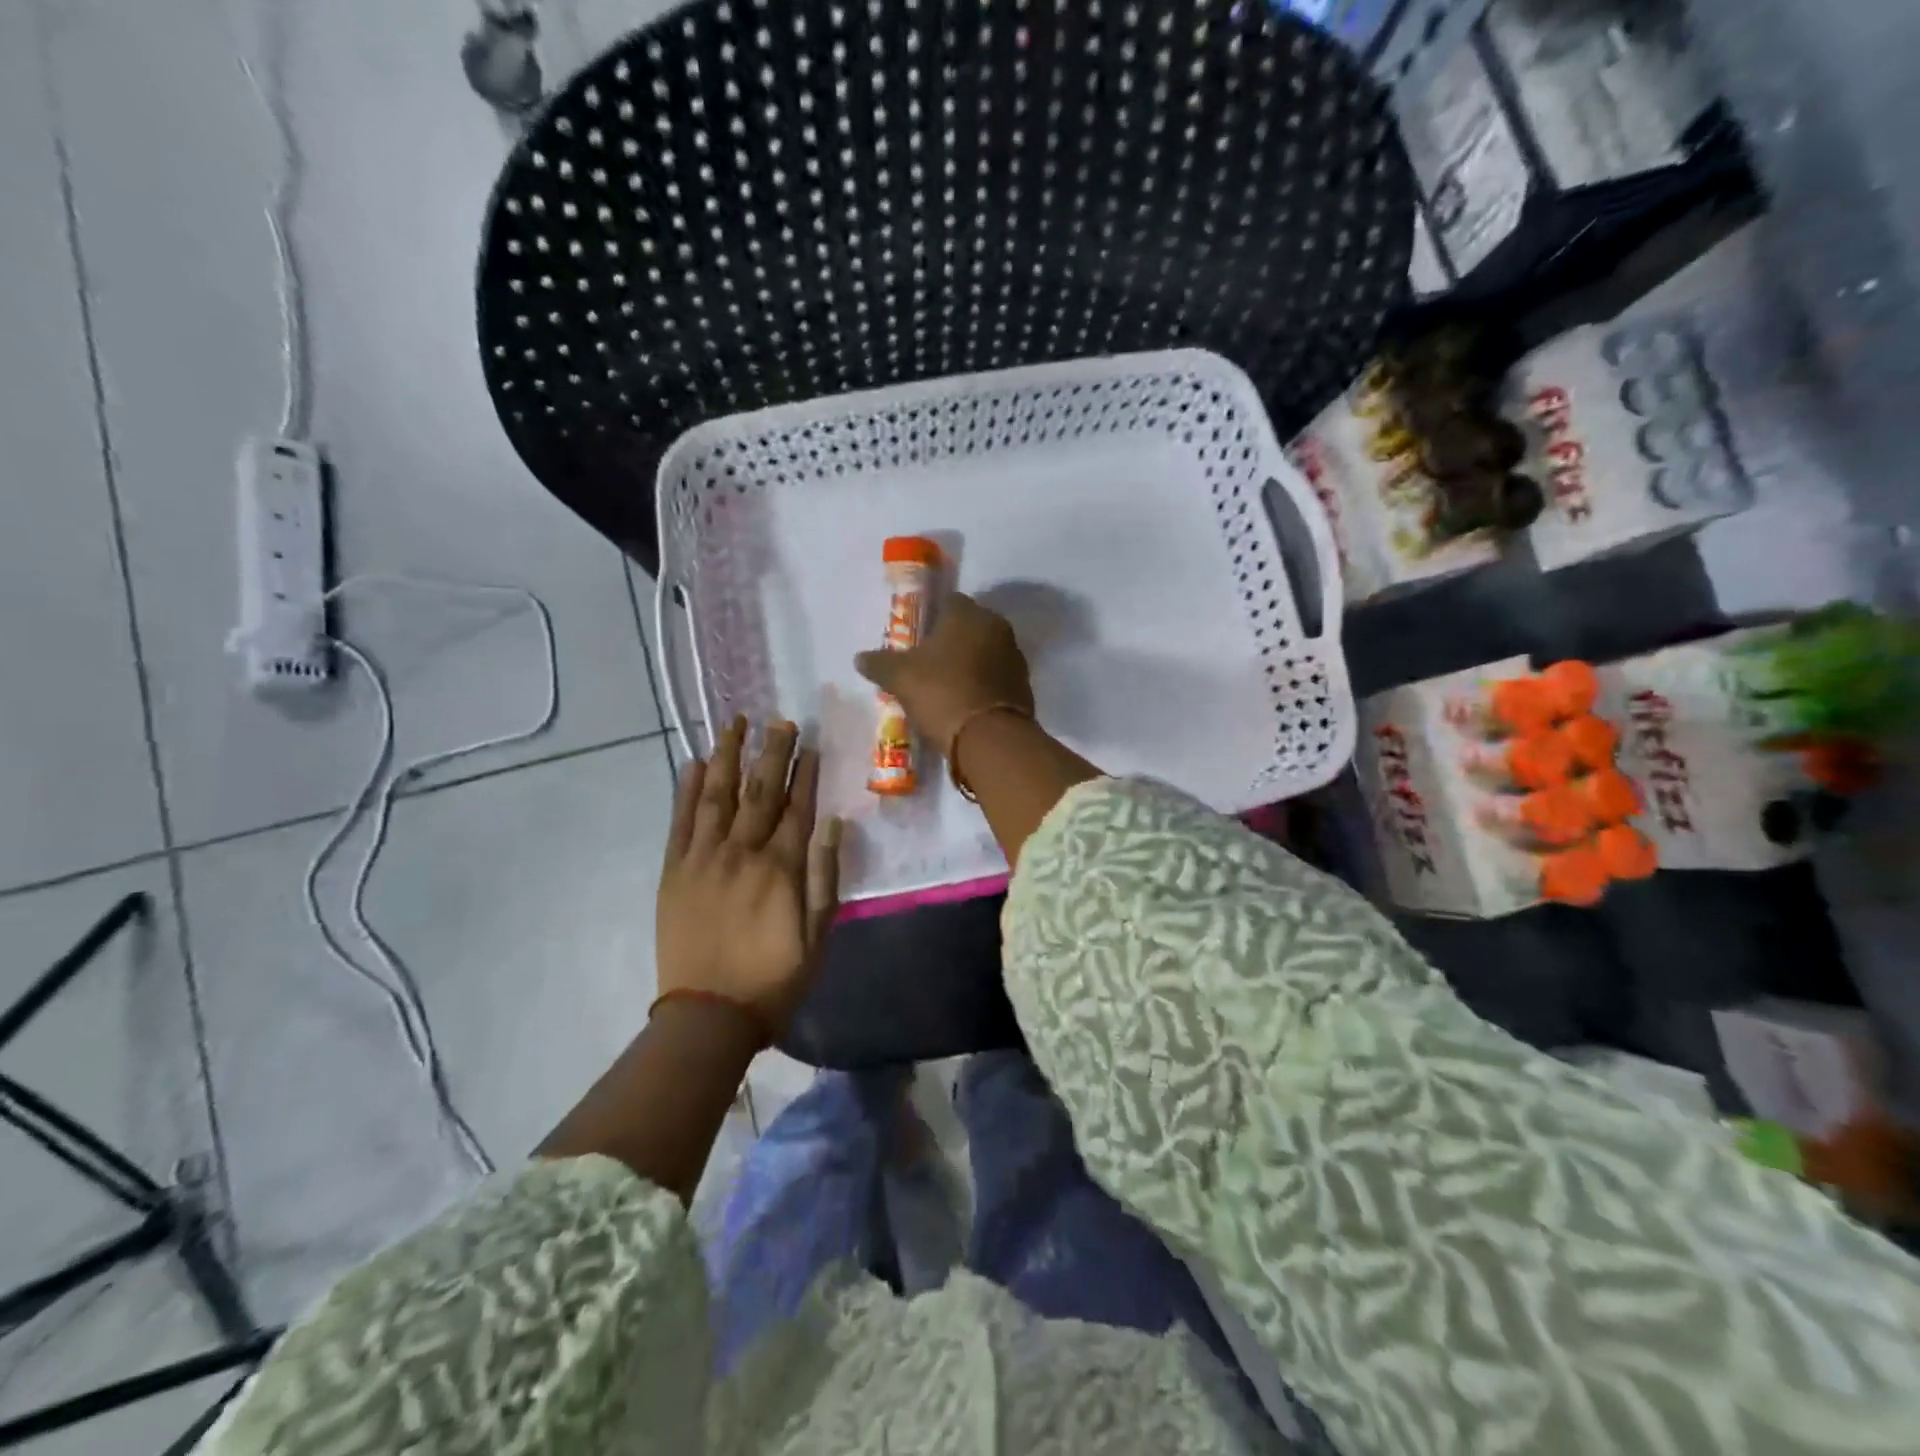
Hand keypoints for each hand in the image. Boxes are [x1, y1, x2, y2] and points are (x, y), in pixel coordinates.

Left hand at [657, 717, 841, 1038]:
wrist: (707, 1016)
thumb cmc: (773, 979)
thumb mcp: (817, 936)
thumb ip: (825, 877)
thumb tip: (833, 823)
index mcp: (780, 869)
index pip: (797, 808)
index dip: (805, 773)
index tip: (811, 742)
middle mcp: (741, 853)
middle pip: (759, 791)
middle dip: (772, 752)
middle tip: (781, 720)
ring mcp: (702, 859)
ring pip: (717, 795)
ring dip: (727, 756)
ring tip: (734, 723)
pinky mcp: (674, 871)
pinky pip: (680, 821)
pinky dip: (685, 790)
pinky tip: (692, 763)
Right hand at [854, 593, 1033, 754]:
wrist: (990, 738)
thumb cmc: (942, 693)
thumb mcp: (900, 678)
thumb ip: (880, 663)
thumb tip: (860, 658)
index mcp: (969, 614)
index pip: (950, 602)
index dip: (932, 618)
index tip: (918, 640)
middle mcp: (997, 628)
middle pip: (970, 628)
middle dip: (952, 642)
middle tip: (928, 664)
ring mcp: (1015, 657)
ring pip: (986, 653)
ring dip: (970, 664)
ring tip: (946, 687)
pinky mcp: (1024, 686)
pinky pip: (997, 678)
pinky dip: (983, 685)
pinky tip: (966, 703)